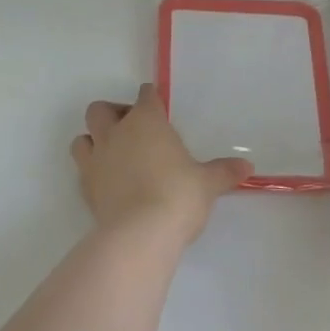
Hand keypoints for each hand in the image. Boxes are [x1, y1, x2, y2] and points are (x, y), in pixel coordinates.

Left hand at [71, 84, 252, 244]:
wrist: (140, 234)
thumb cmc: (178, 196)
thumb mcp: (207, 183)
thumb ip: (224, 172)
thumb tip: (247, 167)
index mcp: (146, 122)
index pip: (145, 97)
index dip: (151, 99)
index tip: (157, 105)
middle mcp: (115, 134)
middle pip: (101, 110)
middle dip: (113, 114)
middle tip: (132, 130)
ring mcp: (96, 161)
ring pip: (82, 138)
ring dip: (94, 140)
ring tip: (113, 154)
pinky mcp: (85, 188)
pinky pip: (82, 169)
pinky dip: (93, 170)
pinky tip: (109, 182)